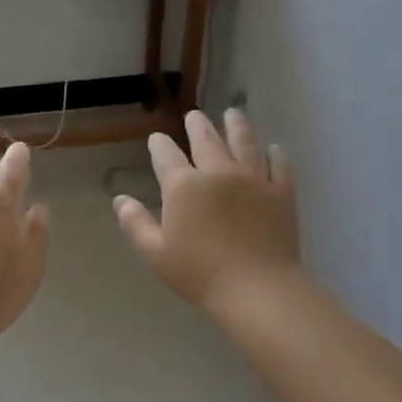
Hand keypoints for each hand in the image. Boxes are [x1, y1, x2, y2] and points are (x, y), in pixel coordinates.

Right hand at [114, 109, 299, 311]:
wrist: (257, 288)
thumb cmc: (199, 274)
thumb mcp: (155, 254)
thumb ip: (136, 224)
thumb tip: (120, 200)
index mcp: (184, 186)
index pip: (166, 155)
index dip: (159, 145)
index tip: (156, 139)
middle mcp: (218, 172)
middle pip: (206, 139)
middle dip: (197, 125)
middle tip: (194, 116)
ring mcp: (253, 179)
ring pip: (244, 142)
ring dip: (236, 125)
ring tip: (232, 113)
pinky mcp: (281, 192)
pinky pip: (279, 164)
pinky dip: (276, 153)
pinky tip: (275, 148)